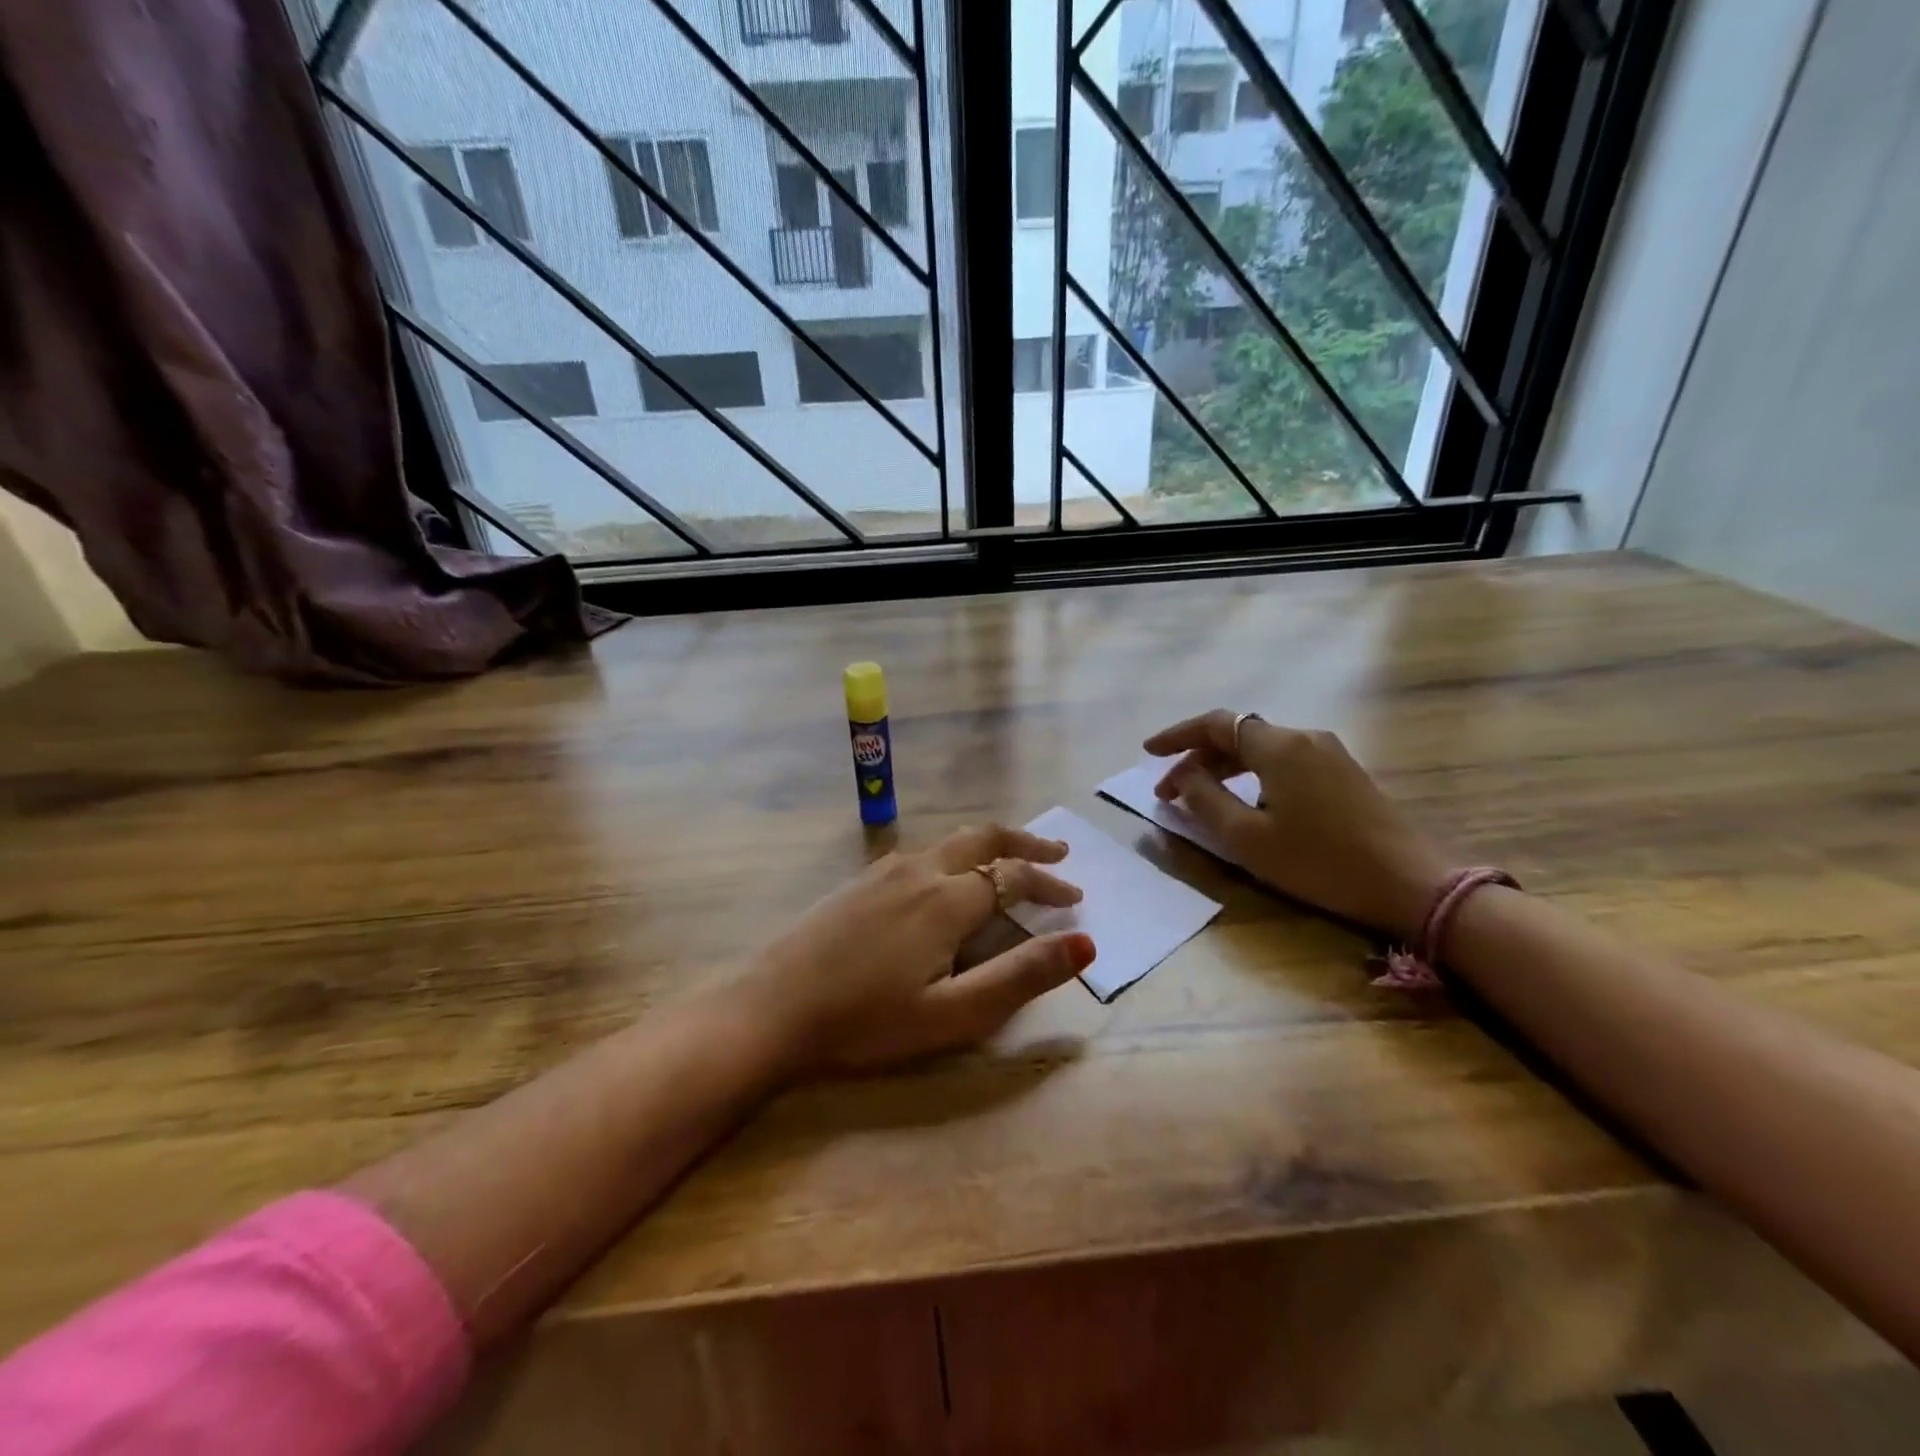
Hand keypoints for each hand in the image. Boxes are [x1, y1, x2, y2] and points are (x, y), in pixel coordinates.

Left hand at [738, 825, 1095, 1075]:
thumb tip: (1085, 943)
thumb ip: (1021, 976)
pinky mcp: (859, 882)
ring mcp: (883, 871)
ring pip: (950, 842)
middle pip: (983, 838)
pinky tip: (946, 880)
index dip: (1049, 884)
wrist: (772, 1008)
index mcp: (947, 899)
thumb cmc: (867, 1020)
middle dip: (1024, 844)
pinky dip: (954, 855)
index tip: (1074, 898)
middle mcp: (919, 870)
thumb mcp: (954, 1013)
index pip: (1012, 876)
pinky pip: (922, 854)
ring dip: (989, 846)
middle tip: (1056, 854)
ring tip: (1009, 861)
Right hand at [1144, 710, 1451, 941]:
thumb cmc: (1321, 862)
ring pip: (1261, 749)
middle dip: (1197, 759)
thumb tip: (1184, 775)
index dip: (1177, 735)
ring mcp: (1329, 754)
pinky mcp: (1345, 774)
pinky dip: (1253, 776)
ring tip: (1199, 799)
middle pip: (1238, 735)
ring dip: (1225, 769)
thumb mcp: (1249, 838)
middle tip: (1169, 792)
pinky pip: (1284, 763)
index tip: (1148, 753)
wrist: (1412, 884)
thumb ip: (1206, 801)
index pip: (1216, 724)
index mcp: (1279, 746)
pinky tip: (1245, 803)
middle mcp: (1304, 738)